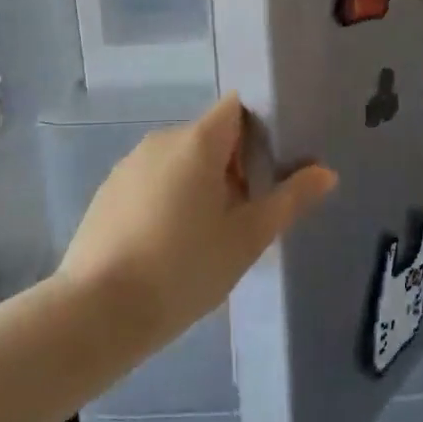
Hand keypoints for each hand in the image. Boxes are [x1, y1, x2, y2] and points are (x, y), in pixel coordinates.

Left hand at [56, 94, 335, 353]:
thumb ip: (289, 200)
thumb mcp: (247, 238)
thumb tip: (326, 172)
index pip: (238, 108)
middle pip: (212, 136)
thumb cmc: (183, 269)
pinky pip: (153, 179)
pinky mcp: (109, 190)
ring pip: (181, 160)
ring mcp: (130, 164)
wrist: (96, 313)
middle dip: (236, 166)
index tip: (272, 171)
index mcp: (198, 140)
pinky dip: (170, 198)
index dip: (261, 130)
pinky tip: (170, 246)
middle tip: (247, 216)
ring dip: (202, 184)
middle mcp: (162, 139)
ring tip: (209, 237)